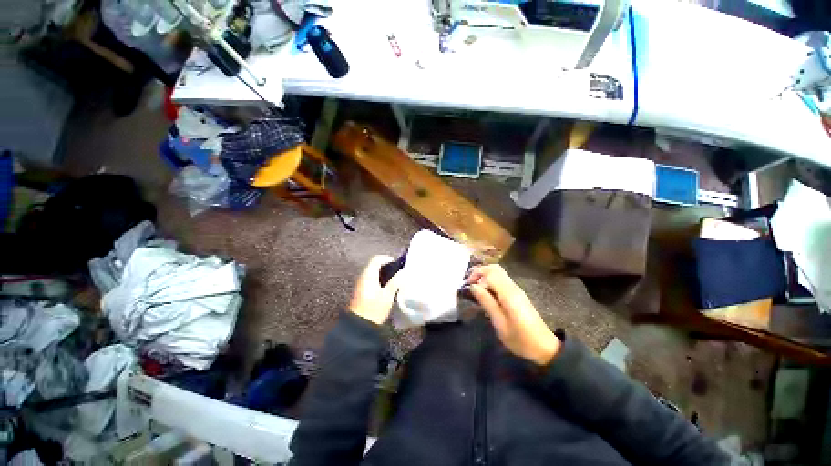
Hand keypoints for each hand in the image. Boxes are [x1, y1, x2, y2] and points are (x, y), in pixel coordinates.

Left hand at [349, 255, 402, 324]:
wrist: (359, 326)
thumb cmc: (373, 309)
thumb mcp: (387, 295)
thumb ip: (395, 282)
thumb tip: (402, 272)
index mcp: (368, 275)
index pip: (377, 259)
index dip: (387, 259)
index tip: (397, 264)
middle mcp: (363, 277)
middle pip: (374, 265)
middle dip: (386, 266)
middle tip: (398, 271)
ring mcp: (361, 285)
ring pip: (373, 273)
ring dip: (383, 274)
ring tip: (395, 280)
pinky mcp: (361, 292)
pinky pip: (371, 280)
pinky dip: (380, 280)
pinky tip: (387, 288)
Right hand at [467, 265, 560, 365]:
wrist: (544, 347)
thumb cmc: (520, 339)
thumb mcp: (499, 323)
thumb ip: (486, 302)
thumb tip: (473, 286)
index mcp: (509, 294)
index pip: (490, 272)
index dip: (476, 274)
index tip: (466, 285)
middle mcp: (513, 287)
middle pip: (495, 268)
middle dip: (479, 271)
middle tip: (469, 283)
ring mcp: (516, 290)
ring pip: (498, 273)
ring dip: (485, 276)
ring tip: (474, 289)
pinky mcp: (517, 294)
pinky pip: (502, 281)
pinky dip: (491, 282)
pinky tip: (485, 294)